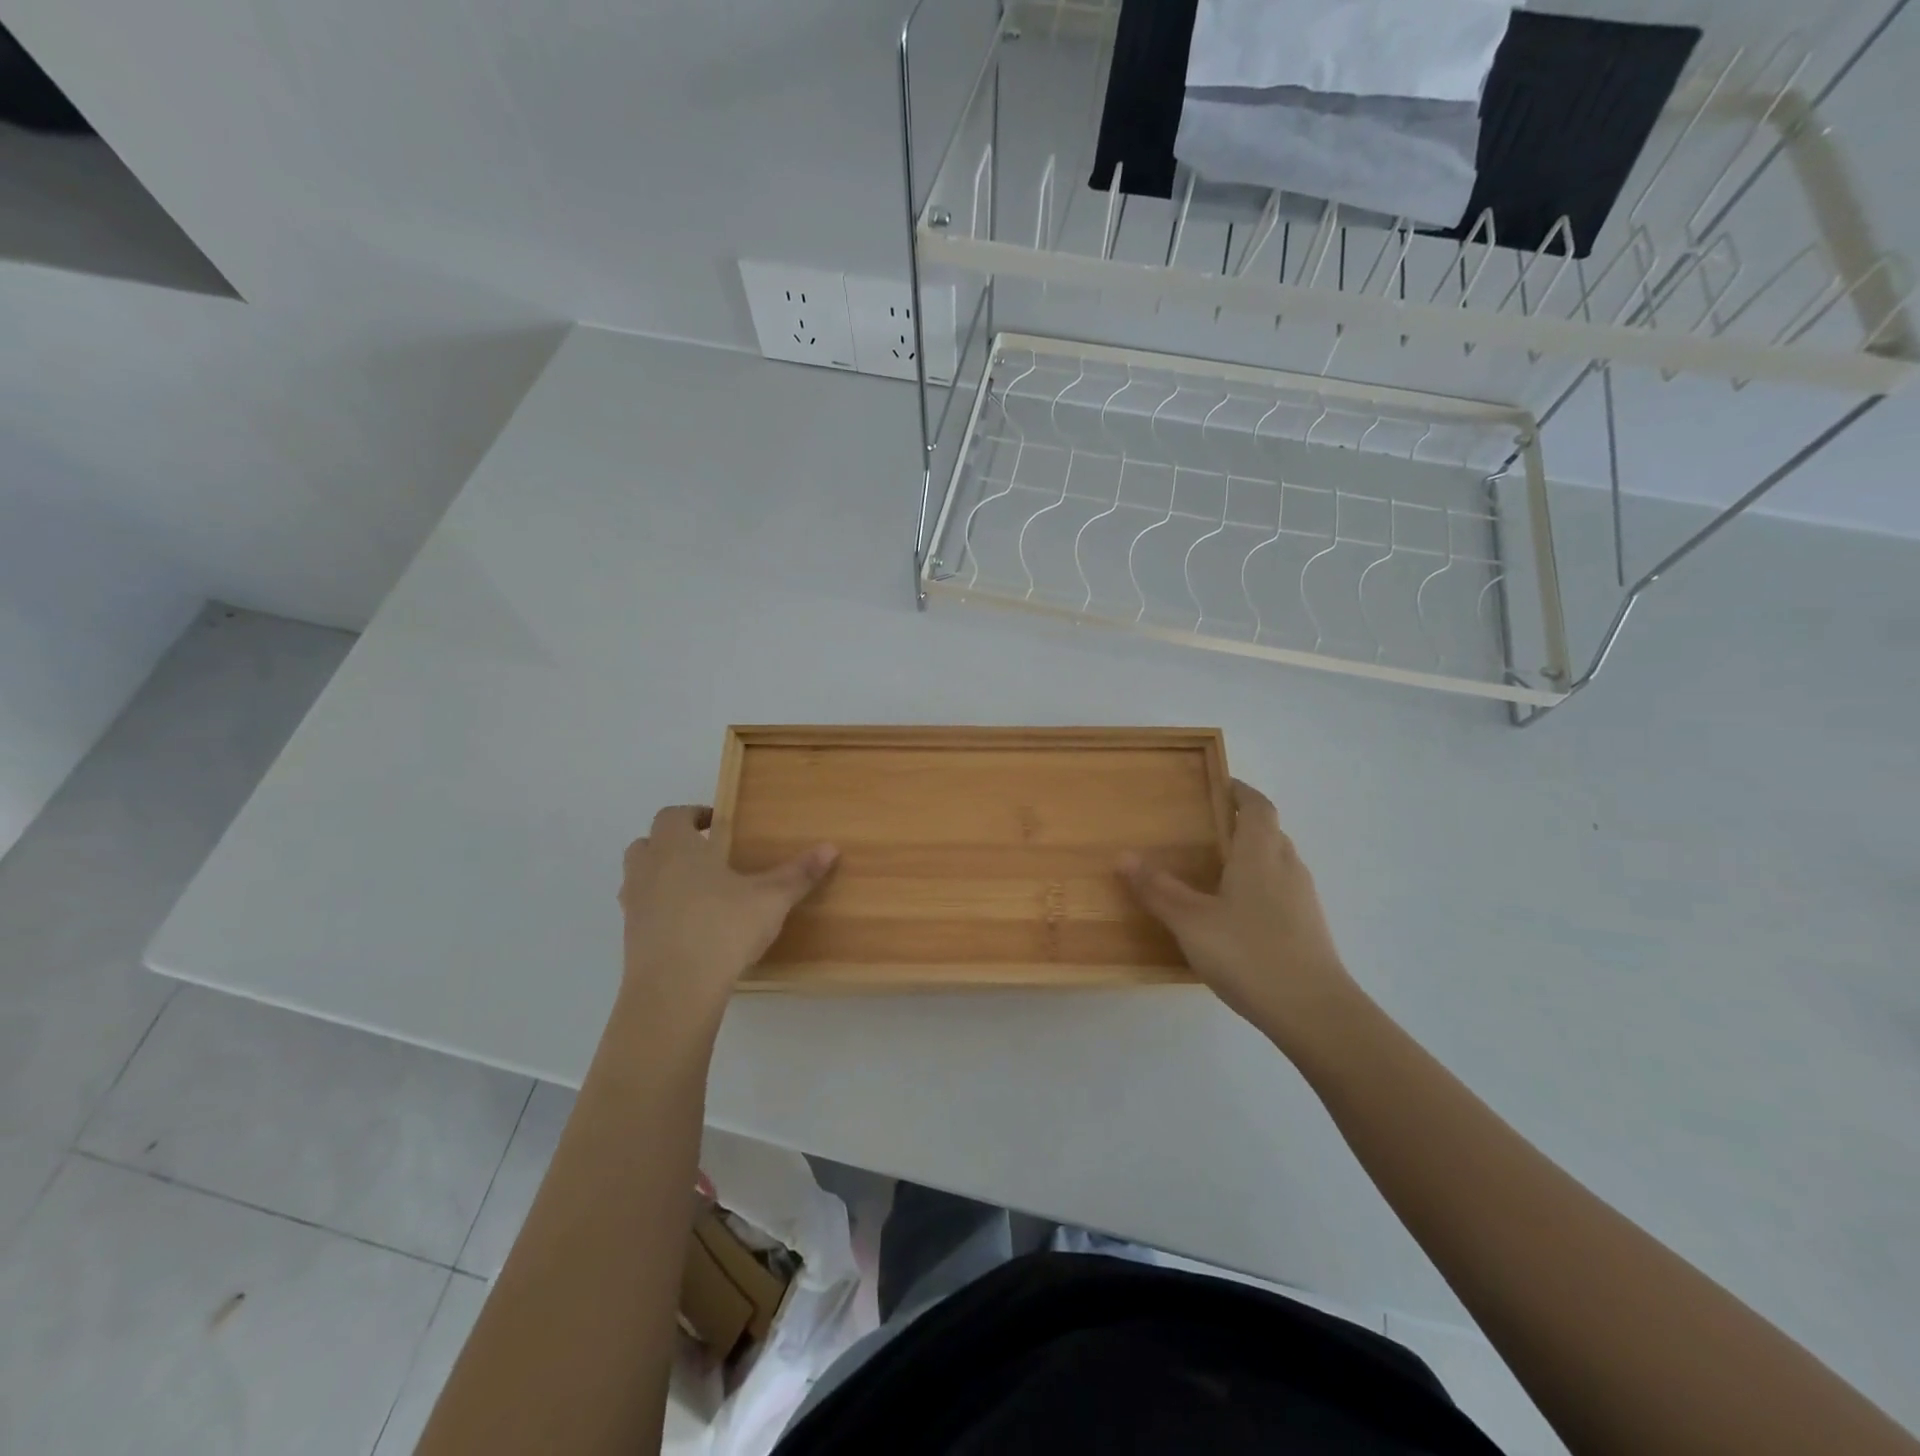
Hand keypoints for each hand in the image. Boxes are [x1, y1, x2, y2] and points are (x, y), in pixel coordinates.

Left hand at [619, 805, 835, 1022]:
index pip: (673, 815)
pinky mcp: (630, 939)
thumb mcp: (771, 899)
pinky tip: (690, 927)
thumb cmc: (722, 928)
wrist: (674, 991)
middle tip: (706, 854)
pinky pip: (642, 911)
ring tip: (697, 890)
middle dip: (672, 843)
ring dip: (661, 875)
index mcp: (677, 847)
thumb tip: (831, 848)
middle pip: (647, 842)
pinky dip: (659, 910)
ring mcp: (634, 905)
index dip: (694, 815)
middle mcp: (648, 869)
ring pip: (638, 877)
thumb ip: (798, 873)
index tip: (718, 824)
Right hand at [1122, 780, 1358, 1052]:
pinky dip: (1261, 885)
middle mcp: (1287, 867)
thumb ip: (1158, 889)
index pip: (1258, 807)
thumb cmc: (1248, 953)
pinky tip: (1237, 912)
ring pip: (1278, 862)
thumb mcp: (1190, 921)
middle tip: (1209, 827)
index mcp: (1261, 854)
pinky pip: (1282, 890)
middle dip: (1244, 823)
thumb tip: (1123, 856)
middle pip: (1270, 832)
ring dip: (1254, 855)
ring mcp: (1303, 899)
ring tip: (1218, 868)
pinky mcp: (1309, 927)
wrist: (1314, 1011)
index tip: (1222, 785)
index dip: (1242, 792)